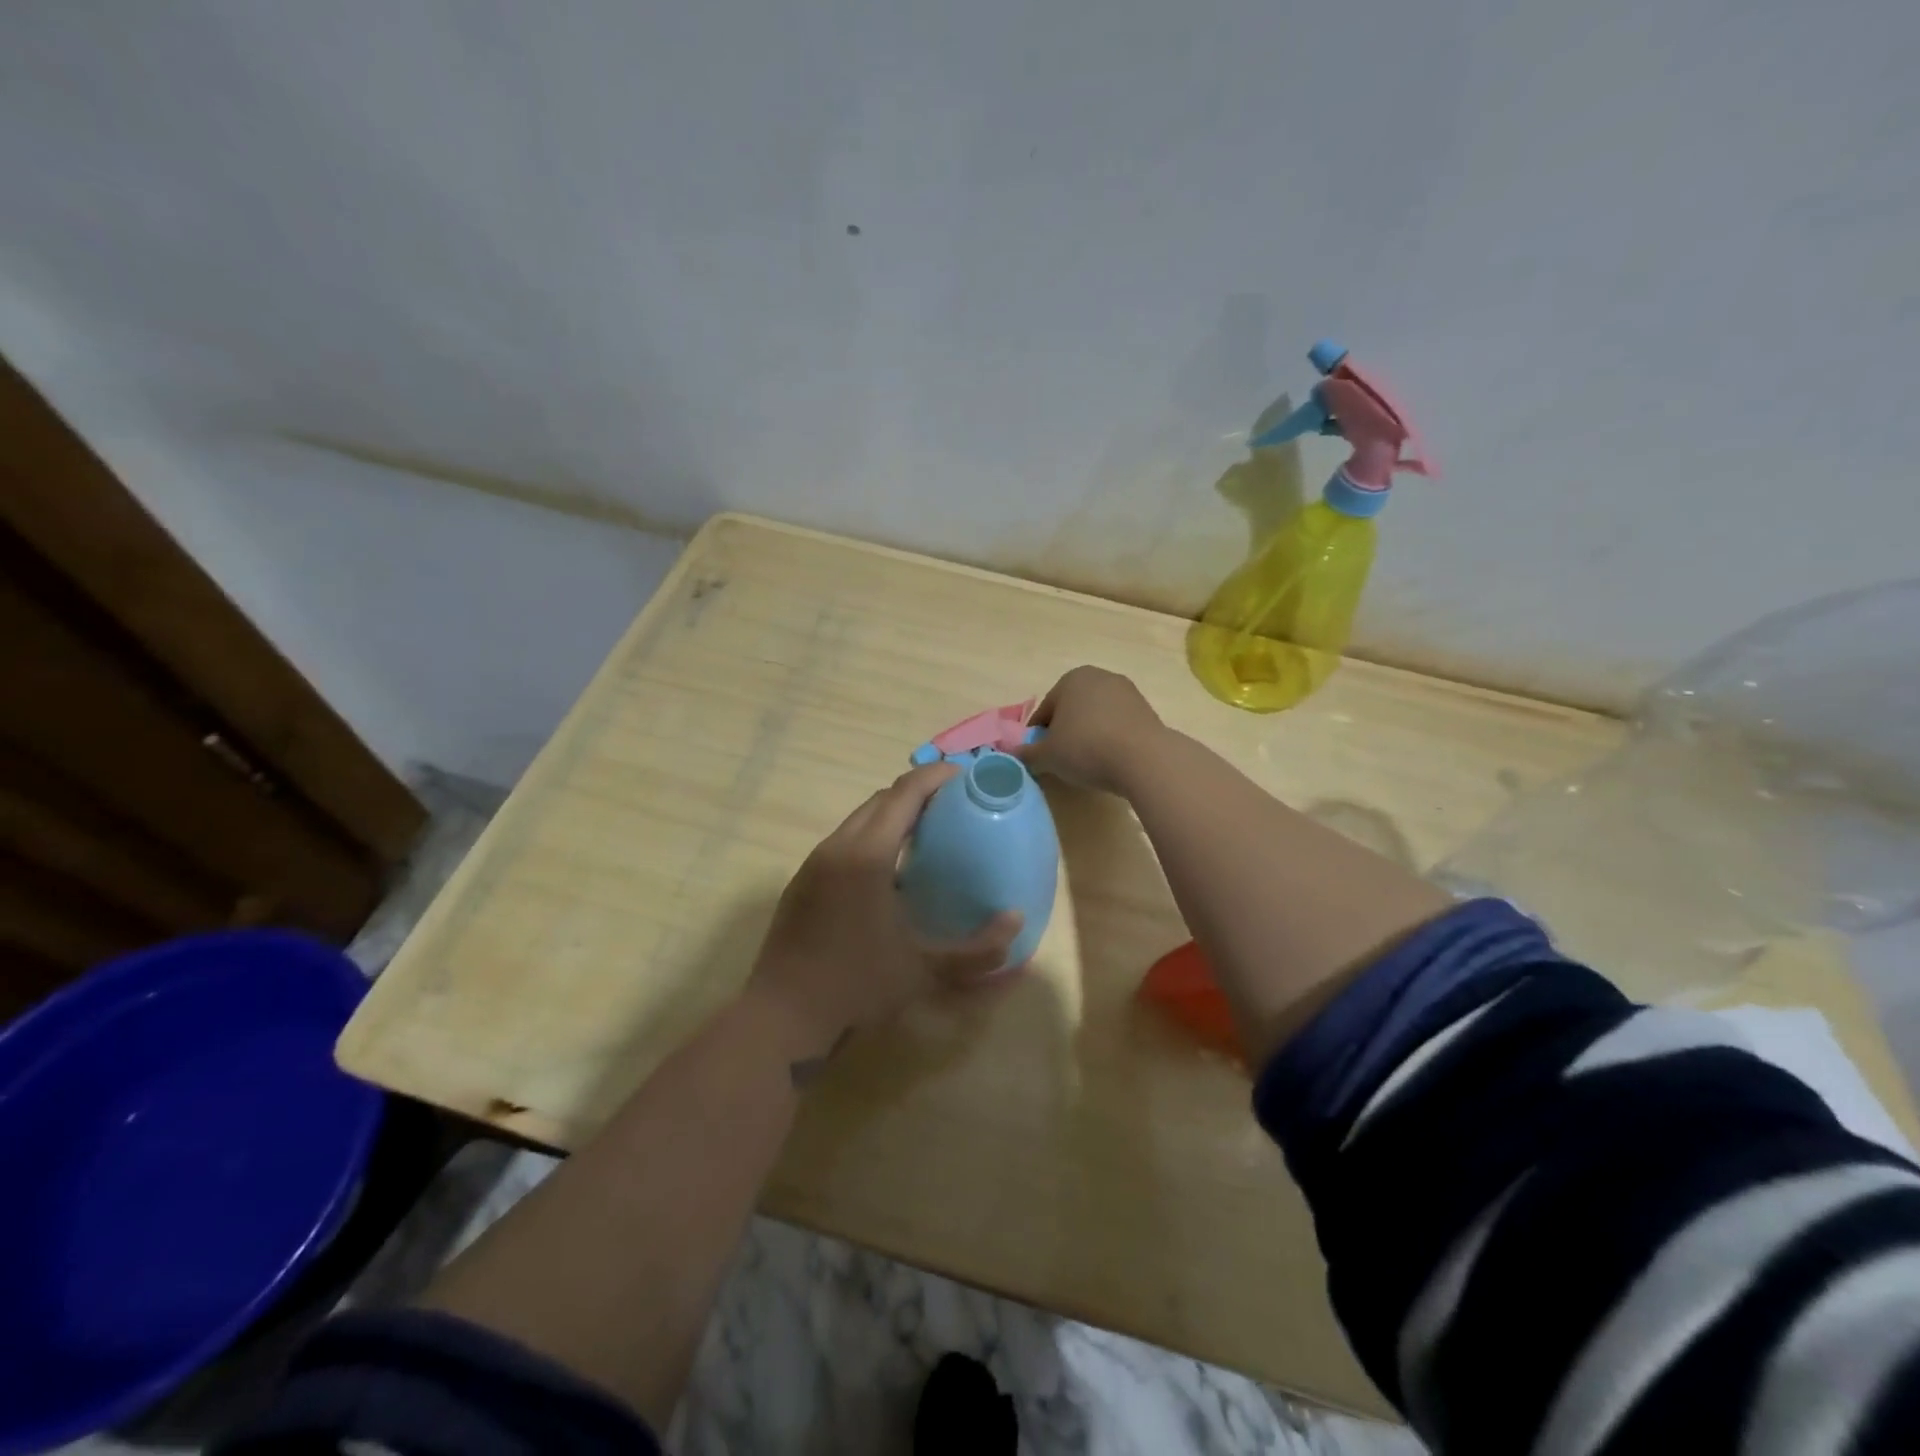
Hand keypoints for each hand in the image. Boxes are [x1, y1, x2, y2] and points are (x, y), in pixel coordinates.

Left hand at [747, 763, 1020, 1060]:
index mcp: (867, 855)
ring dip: (891, 815)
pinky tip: (888, 872)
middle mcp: (838, 847)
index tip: (965, 775)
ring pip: (858, 820)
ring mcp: (814, 863)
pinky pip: (843, 842)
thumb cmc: (856, 987)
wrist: (782, 1017)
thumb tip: (1016, 922)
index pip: (904, 793)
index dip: (935, 776)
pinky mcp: (802, 882)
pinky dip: (871, 837)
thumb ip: (977, 950)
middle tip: (952, 804)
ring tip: (925, 833)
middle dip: (916, 792)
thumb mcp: (924, 971)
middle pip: (880, 799)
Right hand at [1016, 666, 1165, 795]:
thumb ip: (1026, 754)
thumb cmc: (1086, 748)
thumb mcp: (1047, 756)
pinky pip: (1118, 725)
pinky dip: (1110, 738)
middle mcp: (1100, 677)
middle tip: (1061, 760)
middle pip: (1072, 709)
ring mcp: (1127, 692)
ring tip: (1087, 763)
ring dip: (1088, 735)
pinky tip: (1110, 760)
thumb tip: (1011, 754)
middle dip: (1064, 732)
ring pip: (1096, 716)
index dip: (1038, 735)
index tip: (1040, 757)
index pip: (1045, 710)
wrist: (1144, 759)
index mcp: (1072, 679)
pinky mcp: (1147, 710)